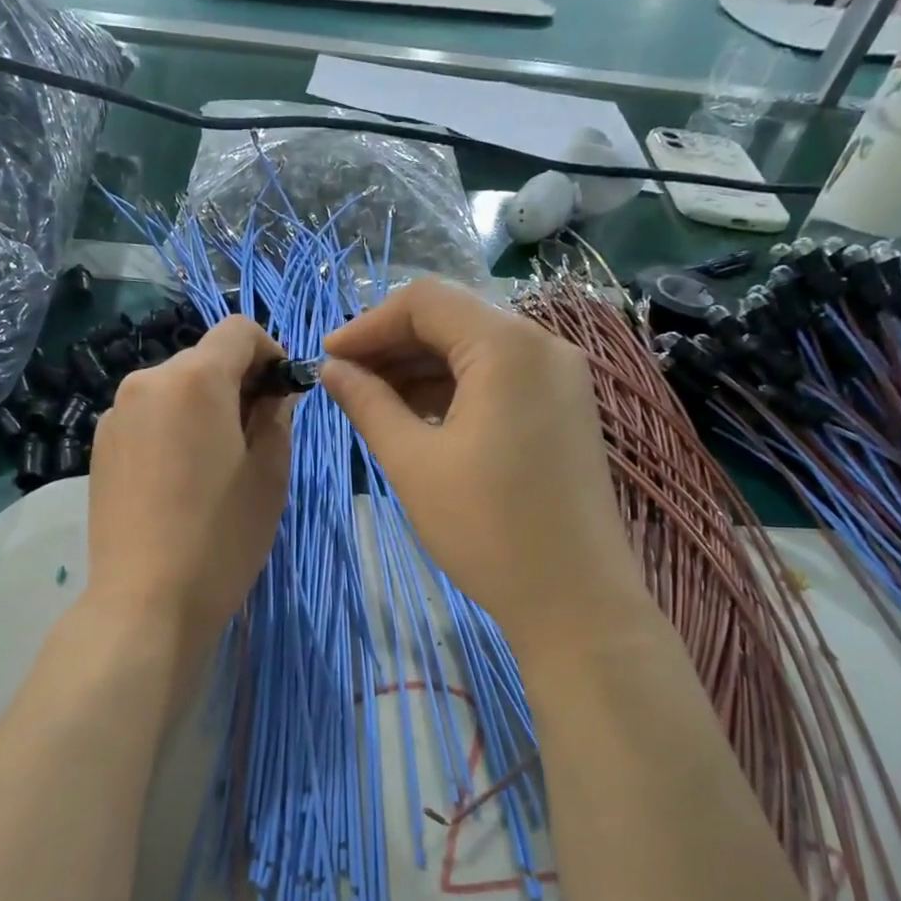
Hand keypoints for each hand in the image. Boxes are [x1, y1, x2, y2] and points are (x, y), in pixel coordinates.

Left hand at [84, 316, 291, 651]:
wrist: (145, 601)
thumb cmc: (221, 537)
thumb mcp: (269, 475)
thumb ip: (276, 417)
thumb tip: (273, 393)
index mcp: (194, 379)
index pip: (238, 330)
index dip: (270, 352)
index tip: (281, 395)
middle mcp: (146, 381)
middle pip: (203, 359)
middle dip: (236, 384)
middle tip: (255, 439)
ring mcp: (115, 414)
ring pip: (173, 389)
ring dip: (203, 408)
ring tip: (215, 466)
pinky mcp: (99, 446)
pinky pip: (148, 417)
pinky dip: (172, 428)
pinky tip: (179, 481)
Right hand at [320, 279, 642, 649]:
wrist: (573, 599)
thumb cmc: (485, 528)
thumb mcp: (413, 462)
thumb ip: (368, 403)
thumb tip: (331, 369)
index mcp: (507, 347)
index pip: (425, 302)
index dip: (368, 324)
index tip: (327, 358)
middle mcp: (543, 346)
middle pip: (453, 320)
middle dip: (393, 346)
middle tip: (344, 382)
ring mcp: (561, 377)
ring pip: (476, 350)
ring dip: (421, 368)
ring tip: (373, 403)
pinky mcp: (565, 409)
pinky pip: (500, 379)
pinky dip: (455, 389)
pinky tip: (419, 418)